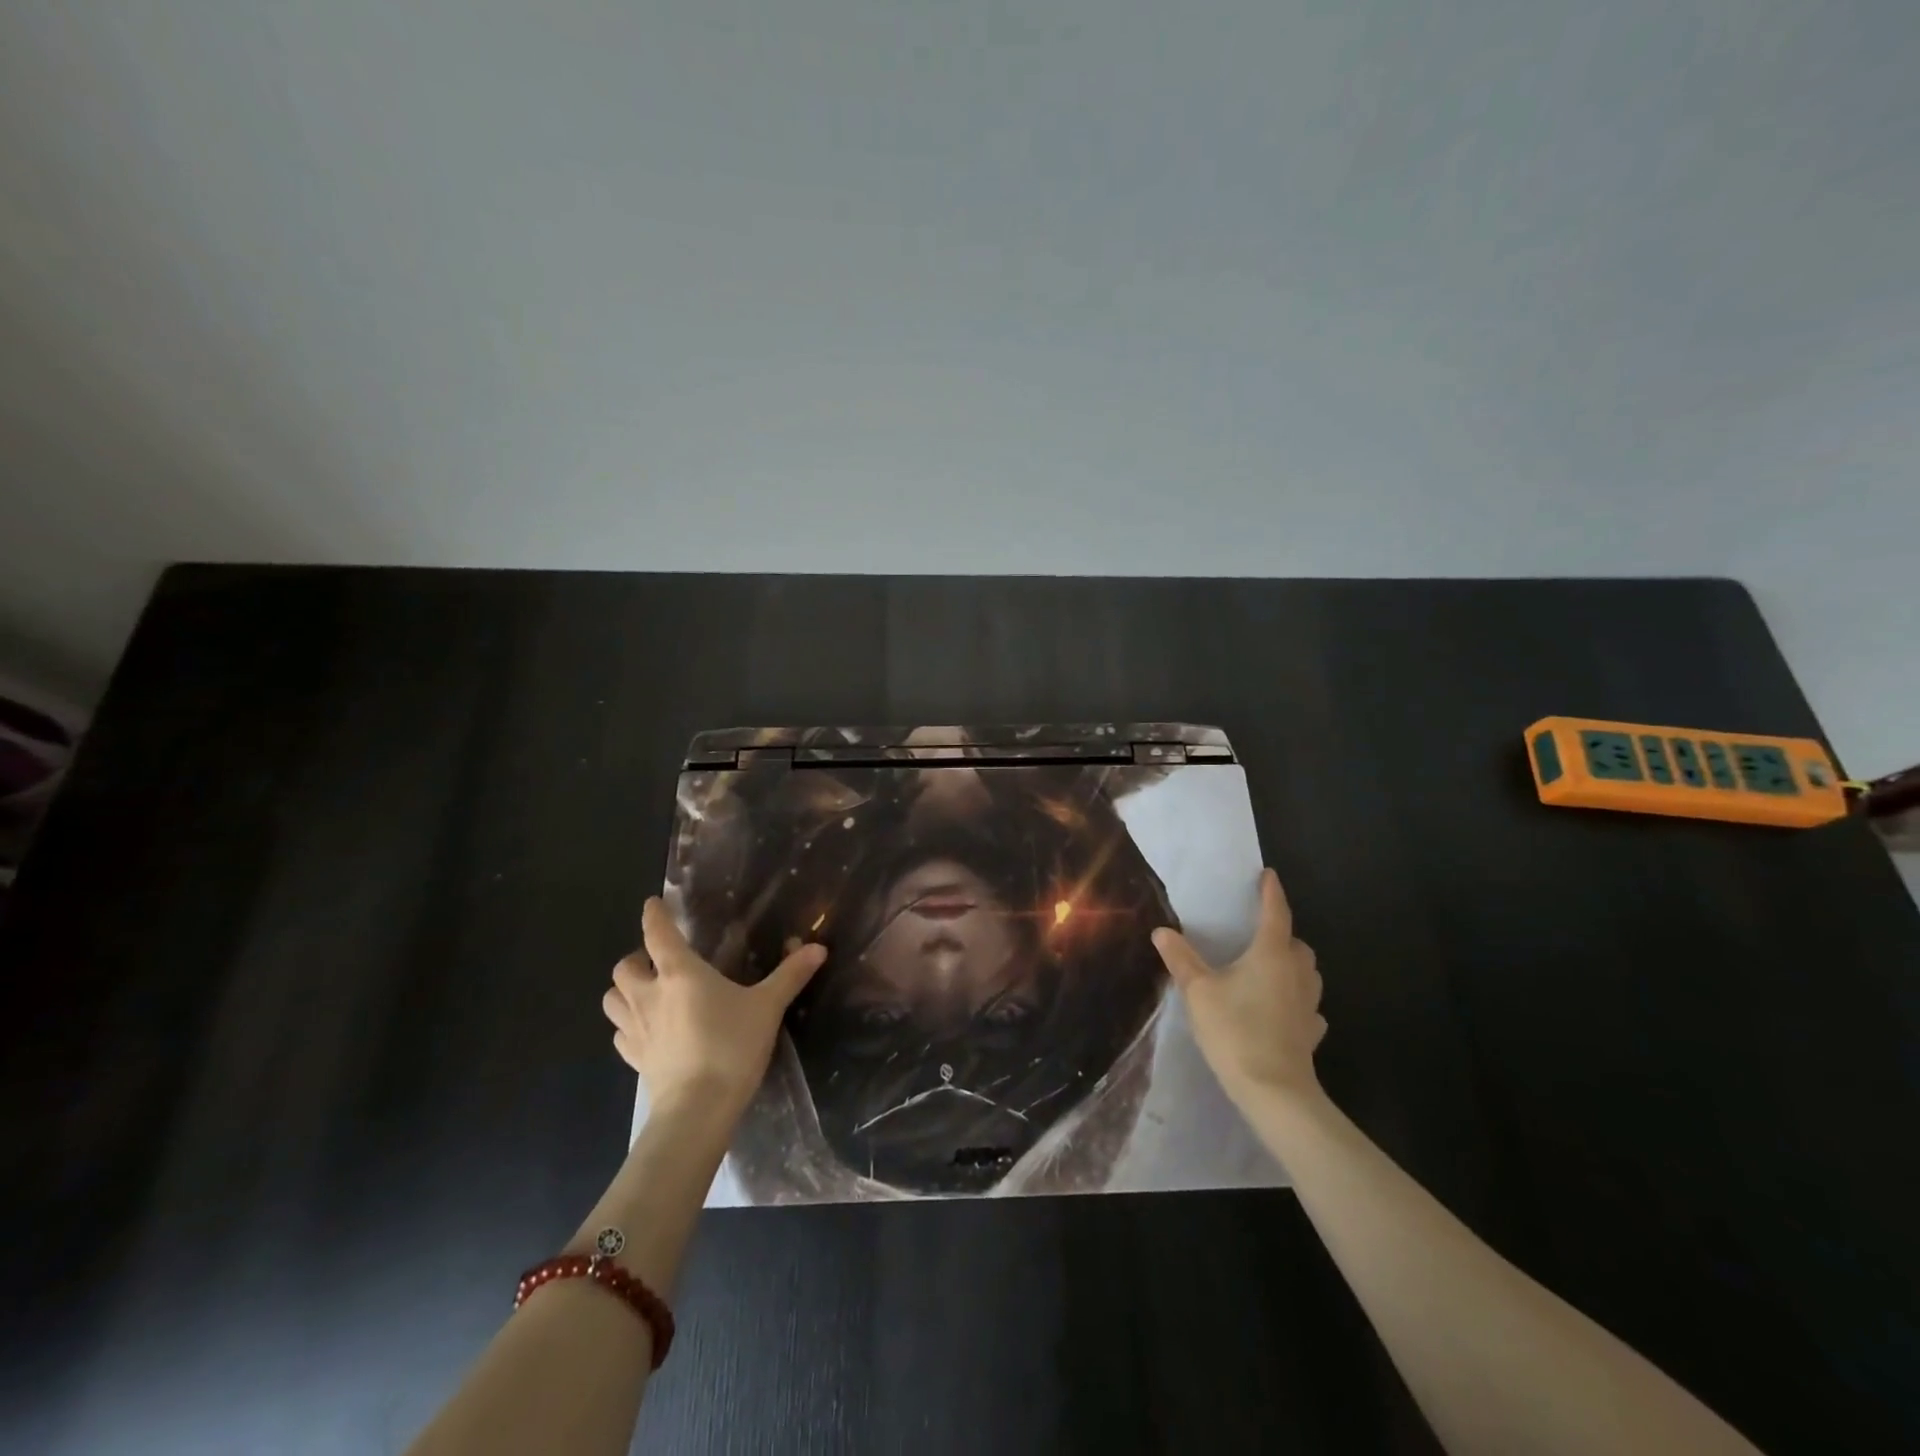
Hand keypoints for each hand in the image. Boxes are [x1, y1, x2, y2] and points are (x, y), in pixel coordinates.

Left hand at [602, 898, 826, 1118]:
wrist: (698, 1110)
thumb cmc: (731, 1047)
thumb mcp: (768, 1007)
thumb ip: (790, 975)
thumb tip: (819, 948)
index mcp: (680, 973)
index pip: (658, 933)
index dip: (654, 915)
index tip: (653, 904)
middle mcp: (650, 995)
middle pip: (625, 967)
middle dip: (637, 959)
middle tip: (658, 960)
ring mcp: (637, 1030)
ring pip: (612, 1000)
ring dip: (624, 991)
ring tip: (646, 992)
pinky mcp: (635, 1059)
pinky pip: (621, 1034)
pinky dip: (628, 1025)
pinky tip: (647, 1030)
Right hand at [1151, 868, 1326, 1107]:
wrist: (1274, 1091)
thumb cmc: (1235, 1030)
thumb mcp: (1198, 991)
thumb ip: (1181, 959)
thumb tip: (1162, 931)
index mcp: (1271, 954)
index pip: (1275, 913)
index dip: (1271, 892)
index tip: (1268, 875)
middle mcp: (1296, 972)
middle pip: (1296, 943)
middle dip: (1281, 933)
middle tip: (1258, 933)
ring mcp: (1309, 1004)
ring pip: (1306, 972)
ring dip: (1291, 964)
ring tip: (1267, 969)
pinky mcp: (1311, 1031)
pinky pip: (1307, 1005)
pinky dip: (1295, 999)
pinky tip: (1280, 1009)